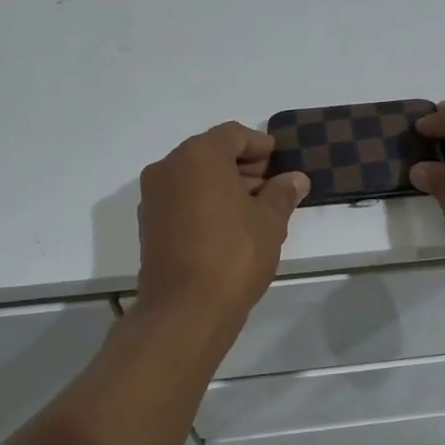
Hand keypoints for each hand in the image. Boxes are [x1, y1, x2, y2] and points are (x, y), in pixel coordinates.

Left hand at [135, 122, 309, 319]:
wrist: (185, 310)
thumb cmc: (234, 255)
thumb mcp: (270, 221)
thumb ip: (282, 193)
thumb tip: (295, 179)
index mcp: (199, 156)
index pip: (233, 135)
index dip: (260, 145)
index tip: (280, 161)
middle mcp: (169, 167)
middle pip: (210, 152)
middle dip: (242, 165)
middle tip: (271, 185)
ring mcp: (154, 196)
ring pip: (194, 176)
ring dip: (223, 183)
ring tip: (255, 207)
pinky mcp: (149, 222)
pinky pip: (181, 197)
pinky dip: (204, 200)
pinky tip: (229, 224)